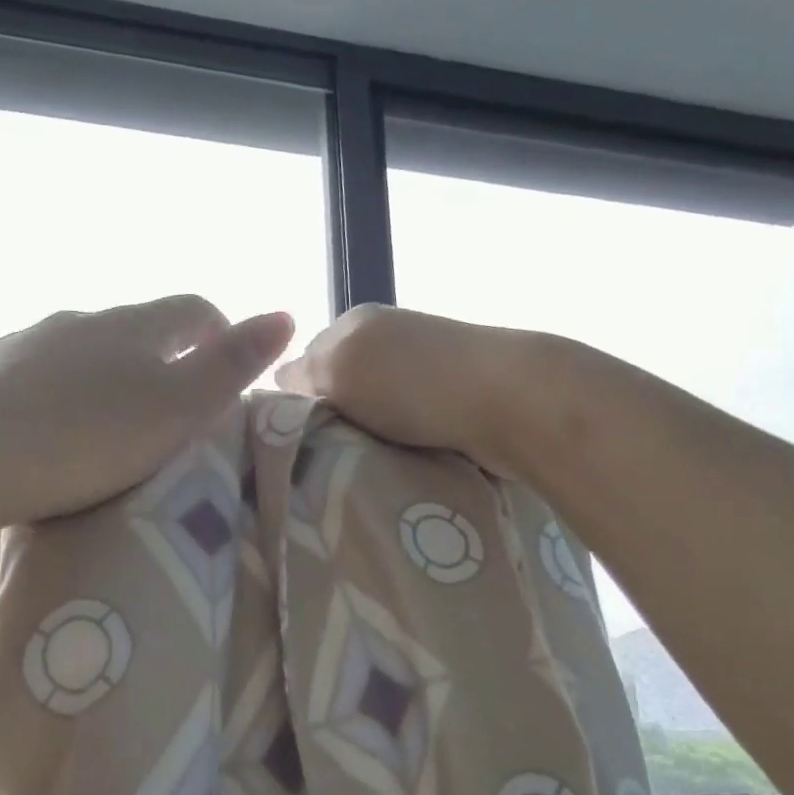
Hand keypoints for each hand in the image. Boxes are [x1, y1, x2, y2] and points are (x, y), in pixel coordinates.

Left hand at [0, 296, 293, 524]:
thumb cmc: (89, 438)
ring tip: (90, 420)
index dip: (216, 331)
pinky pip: (10, 370)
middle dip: (150, 356)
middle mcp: (74, 320)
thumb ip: (233, 365)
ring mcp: (16, 340)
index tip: (224, 364)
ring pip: (66, 347)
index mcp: (131, 327)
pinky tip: (22, 422)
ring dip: (87, 372)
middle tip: (158, 405)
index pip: (191, 310)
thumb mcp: (179, 409)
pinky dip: (29, 388)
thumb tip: (285, 314)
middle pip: (127, 327)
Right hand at [275, 303, 554, 478]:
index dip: (297, 399)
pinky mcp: (455, 401)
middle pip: (343, 387)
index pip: (306, 360)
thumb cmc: (415, 383)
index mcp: (358, 323)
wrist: (514, 401)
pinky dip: (401, 445)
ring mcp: (426, 371)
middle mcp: (390, 340)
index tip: (292, 439)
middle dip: (333, 421)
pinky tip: (396, 465)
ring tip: (356, 472)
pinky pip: (409, 427)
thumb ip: (304, 373)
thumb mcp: (340, 368)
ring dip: (368, 438)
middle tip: (321, 462)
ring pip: (375, 410)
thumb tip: (279, 378)